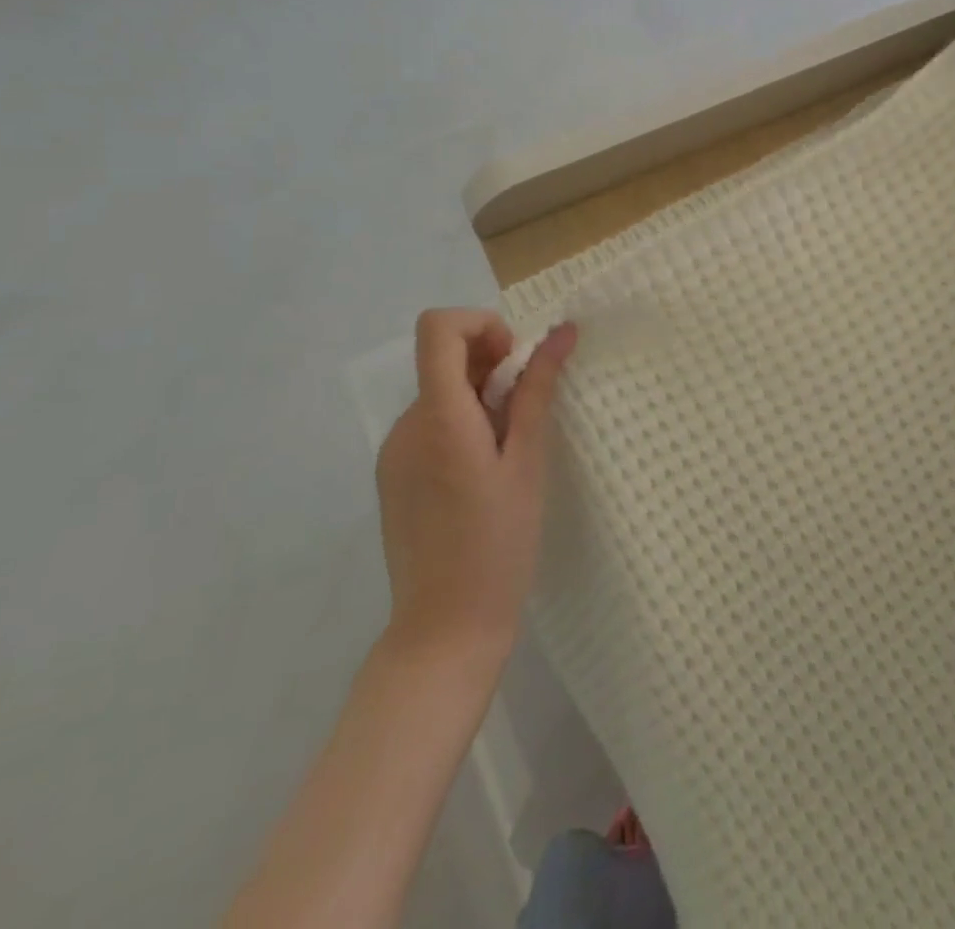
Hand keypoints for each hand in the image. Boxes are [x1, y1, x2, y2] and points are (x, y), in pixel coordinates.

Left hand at [375, 310, 576, 667]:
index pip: (438, 327)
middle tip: (526, 413)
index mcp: (438, 417)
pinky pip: (430, 425)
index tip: (514, 361)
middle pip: (443, 359)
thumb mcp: (528, 462)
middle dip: (491, 366)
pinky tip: (484, 475)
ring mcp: (394, 452)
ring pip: (440, 393)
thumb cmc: (499, 544)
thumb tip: (561, 332)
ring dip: (480, 399)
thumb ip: (537, 390)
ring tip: (509, 453)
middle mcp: (405, 425)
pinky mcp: (394, 476)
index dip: (480, 325)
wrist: (444, 630)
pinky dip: (462, 425)